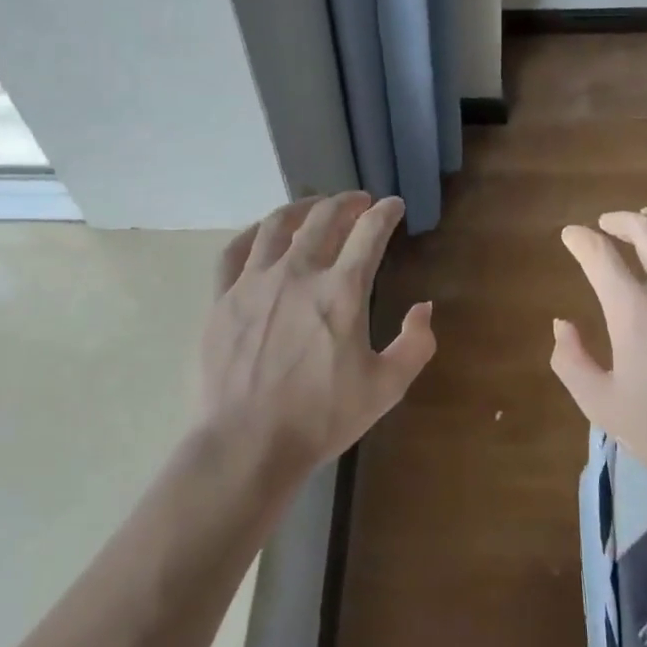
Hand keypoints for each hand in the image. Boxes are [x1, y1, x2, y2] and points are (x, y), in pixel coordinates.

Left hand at [200, 192, 435, 482]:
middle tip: (359, 201)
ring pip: (278, 224)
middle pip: (324, 217)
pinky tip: (264, 233)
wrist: (247, 444)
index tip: (394, 206)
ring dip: (303, 208)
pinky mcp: (222, 298)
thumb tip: (424, 308)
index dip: (386, 213)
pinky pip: (235, 250)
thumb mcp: (386, 388)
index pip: (369, 233)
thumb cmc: (321, 418)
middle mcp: (298, 273)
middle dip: (347, 202)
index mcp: (341, 291)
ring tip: (315, 207)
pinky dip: (254, 232)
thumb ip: (415, 344)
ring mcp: (255, 282)